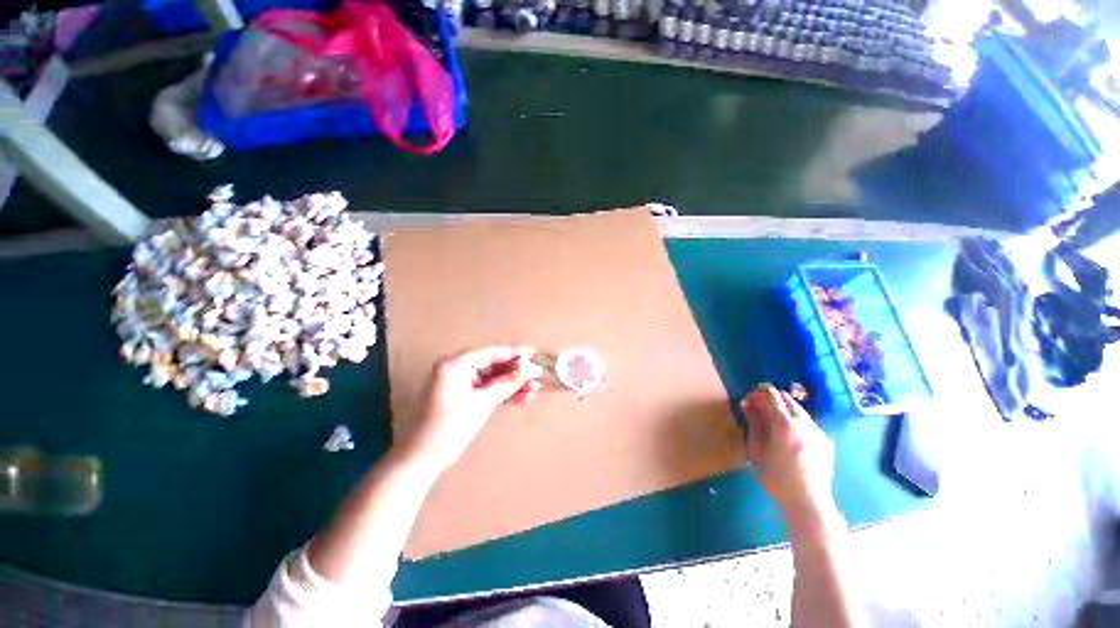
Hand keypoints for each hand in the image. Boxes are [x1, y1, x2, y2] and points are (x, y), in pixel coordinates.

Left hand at [400, 346, 542, 473]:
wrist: (422, 458)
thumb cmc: (448, 426)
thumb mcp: (481, 403)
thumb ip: (505, 384)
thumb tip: (527, 370)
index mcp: (455, 364)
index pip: (490, 353)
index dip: (513, 353)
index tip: (533, 352)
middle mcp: (457, 369)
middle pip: (493, 365)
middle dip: (515, 372)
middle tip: (536, 375)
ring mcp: (460, 384)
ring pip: (492, 379)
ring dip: (512, 385)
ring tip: (534, 389)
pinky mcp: (464, 397)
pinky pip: (487, 390)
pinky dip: (503, 394)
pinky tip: (522, 398)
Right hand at [741, 385, 838, 529]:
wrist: (809, 503)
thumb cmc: (776, 478)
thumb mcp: (757, 450)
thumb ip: (754, 424)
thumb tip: (748, 404)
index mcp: (785, 425)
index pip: (772, 395)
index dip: (758, 393)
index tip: (748, 401)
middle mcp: (805, 423)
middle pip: (787, 399)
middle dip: (771, 399)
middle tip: (758, 410)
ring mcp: (818, 432)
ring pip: (798, 410)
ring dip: (783, 410)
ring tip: (772, 424)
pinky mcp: (826, 442)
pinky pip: (807, 423)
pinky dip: (795, 422)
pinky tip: (788, 438)